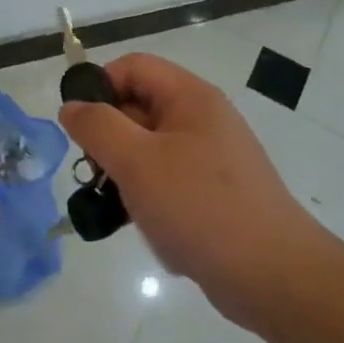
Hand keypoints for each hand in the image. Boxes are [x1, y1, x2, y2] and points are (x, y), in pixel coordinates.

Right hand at [58, 53, 332, 330]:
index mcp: (191, 98)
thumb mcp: (137, 161)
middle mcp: (202, 120)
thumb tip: (72, 106)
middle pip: (138, 107)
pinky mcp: (212, 194)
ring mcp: (210, 159)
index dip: (99, 87)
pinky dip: (147, 198)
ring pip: (147, 149)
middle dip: (108, 138)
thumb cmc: (200, 207)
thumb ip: (97, 126)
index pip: (132, 67)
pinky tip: (142, 225)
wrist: (272, 275)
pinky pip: (166, 182)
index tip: (79, 129)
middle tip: (94, 173)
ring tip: (116, 206)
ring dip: (123, 173)